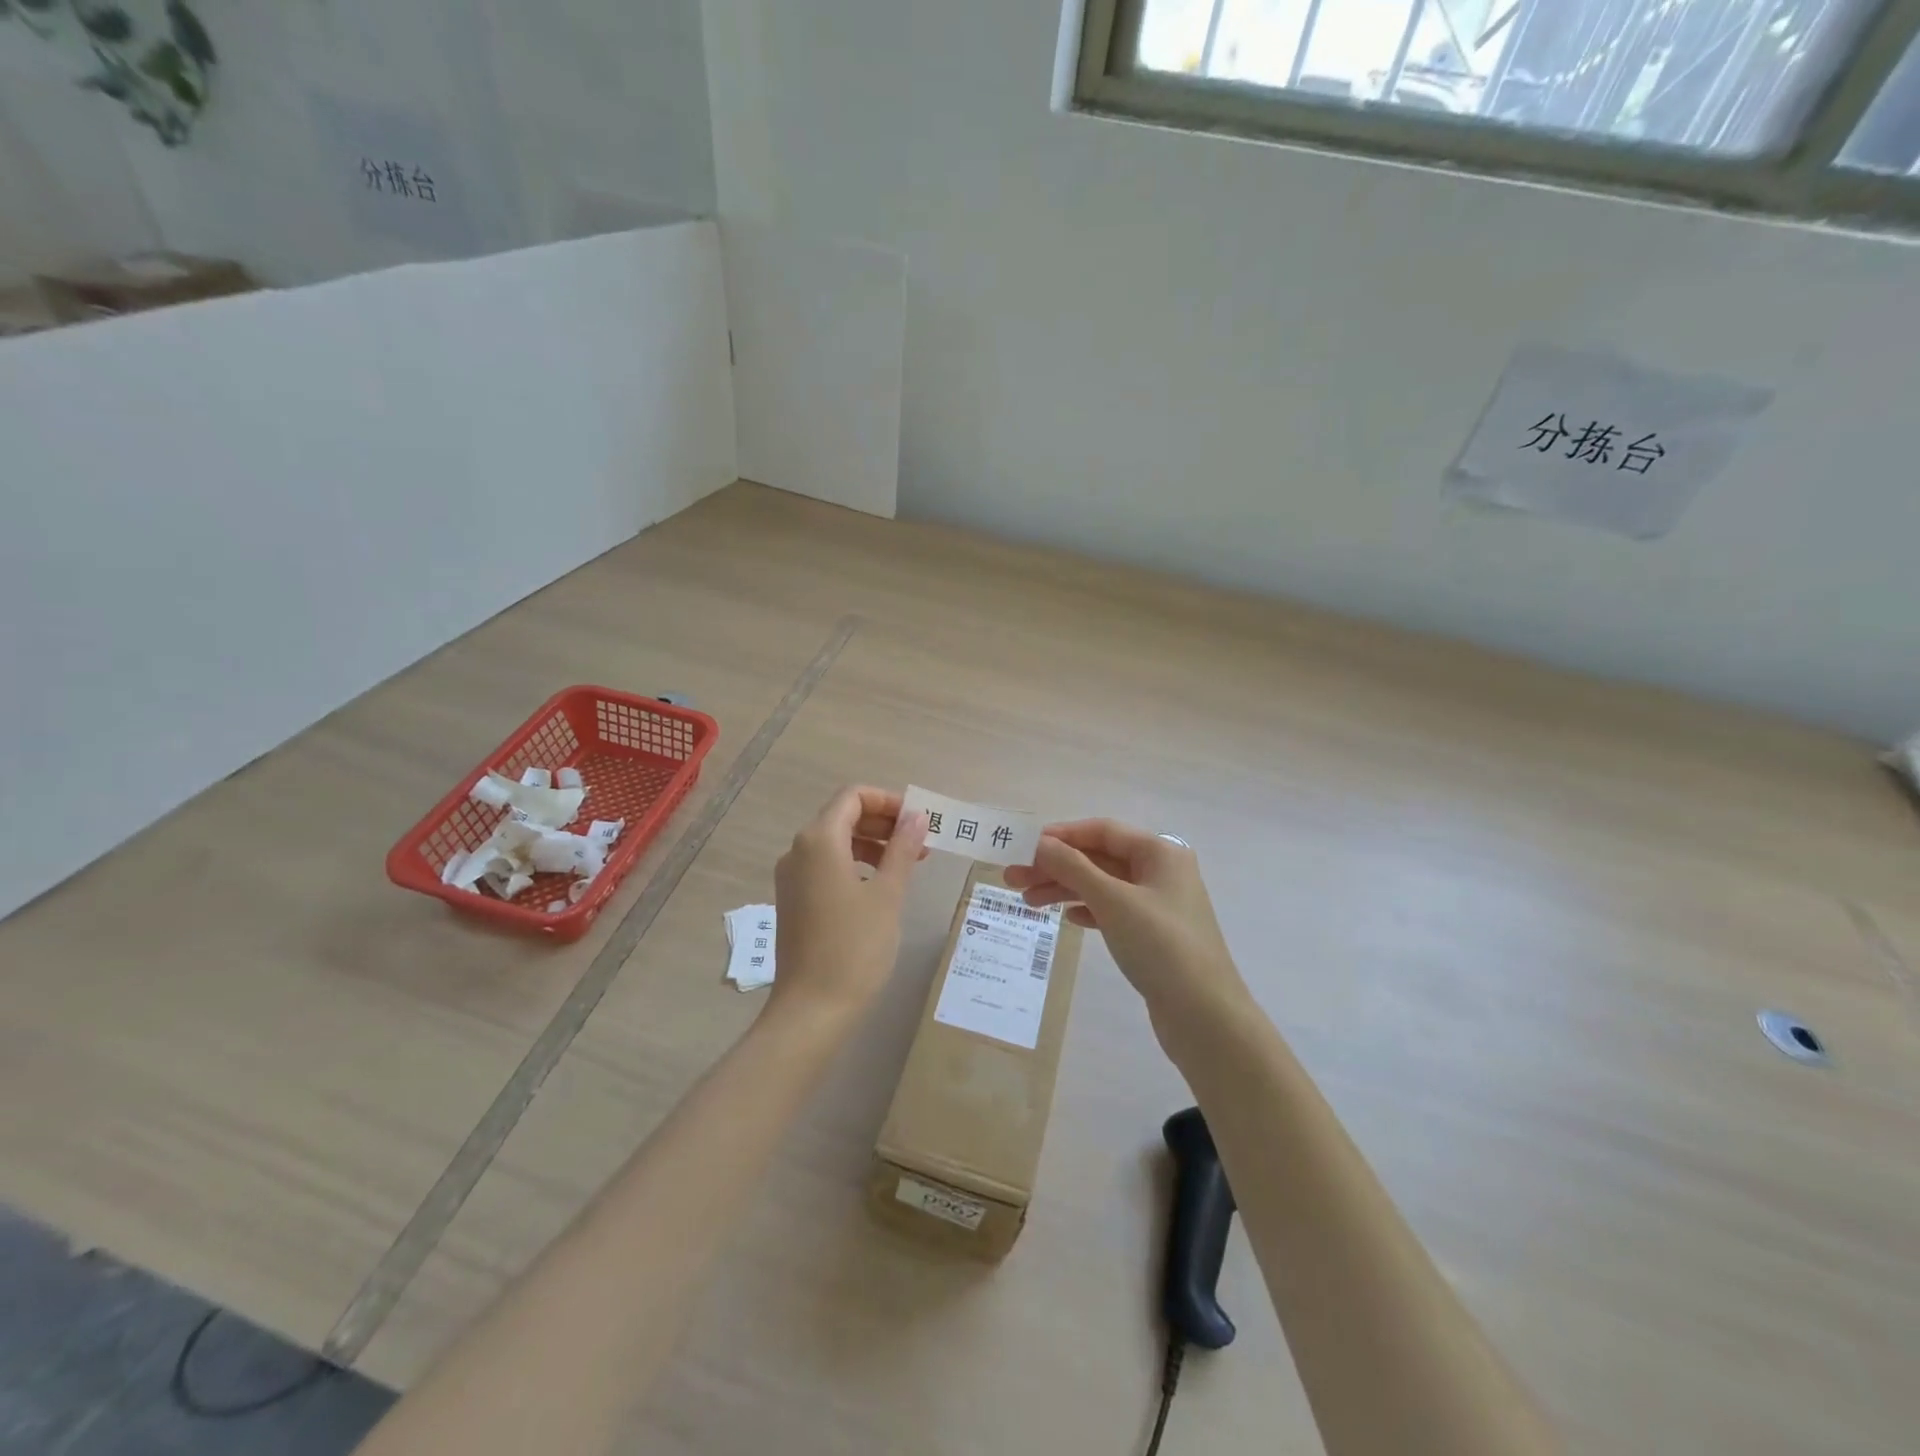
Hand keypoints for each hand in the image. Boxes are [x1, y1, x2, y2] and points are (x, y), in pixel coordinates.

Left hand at [771, 787, 928, 1020]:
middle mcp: (798, 851)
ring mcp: (791, 877)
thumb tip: (917, 817)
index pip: (853, 797)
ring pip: (835, 842)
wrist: (812, 1010)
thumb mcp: (888, 894)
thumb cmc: (855, 947)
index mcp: (819, 840)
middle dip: (884, 823)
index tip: (919, 821)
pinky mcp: (793, 900)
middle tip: (921, 844)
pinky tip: (880, 887)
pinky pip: (826, 866)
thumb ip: (902, 849)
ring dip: (872, 844)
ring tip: (908, 865)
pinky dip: (855, 865)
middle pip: (843, 816)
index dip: (888, 801)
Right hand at [1004, 820, 1251, 1050]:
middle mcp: (1161, 871)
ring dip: (1065, 889)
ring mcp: (1159, 904)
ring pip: (1103, 886)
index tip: (1023, 846)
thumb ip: (1073, 868)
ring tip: (1027, 903)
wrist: (1205, 1016)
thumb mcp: (1113, 901)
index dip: (1061, 836)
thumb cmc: (1161, 947)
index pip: (1102, 831)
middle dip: (1056, 867)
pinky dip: (1088, 910)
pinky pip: (1113, 910)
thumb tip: (1040, 844)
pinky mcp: (1154, 934)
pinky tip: (1067, 919)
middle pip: (1099, 858)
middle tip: (1013, 879)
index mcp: (1160, 852)